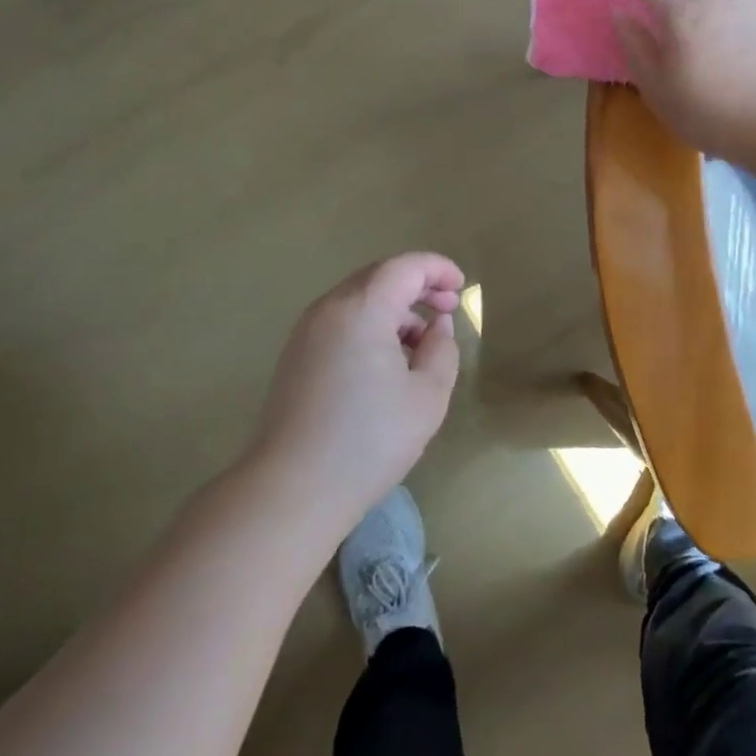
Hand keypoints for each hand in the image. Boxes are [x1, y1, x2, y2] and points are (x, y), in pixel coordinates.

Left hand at [253, 253, 463, 527]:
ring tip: (421, 343)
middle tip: (447, 309)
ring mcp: (307, 331)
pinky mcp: (297, 355)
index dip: (438, 269)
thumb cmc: (369, 440)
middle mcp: (330, 308)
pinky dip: (371, 324)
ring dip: (394, 307)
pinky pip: (341, 320)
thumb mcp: (427, 396)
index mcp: (362, 308)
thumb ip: (442, 350)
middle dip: (418, 285)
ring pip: (359, 298)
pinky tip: (387, 361)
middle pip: (379, 276)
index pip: (405, 267)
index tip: (462, 288)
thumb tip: (438, 325)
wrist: (293, 489)